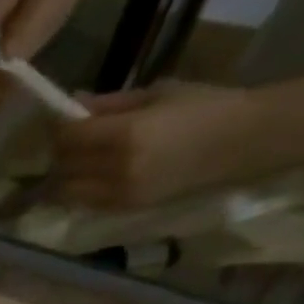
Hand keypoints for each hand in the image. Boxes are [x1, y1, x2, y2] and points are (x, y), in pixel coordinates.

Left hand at [53, 82, 299, 208]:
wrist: (246, 140)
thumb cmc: (205, 106)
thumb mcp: (156, 95)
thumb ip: (109, 105)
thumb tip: (72, 104)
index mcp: (126, 134)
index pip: (69, 137)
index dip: (58, 129)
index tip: (59, 120)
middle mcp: (117, 169)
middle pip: (63, 167)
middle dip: (58, 153)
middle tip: (65, 141)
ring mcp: (119, 194)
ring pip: (67, 192)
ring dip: (62, 177)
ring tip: (74, 161)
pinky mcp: (126, 209)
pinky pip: (85, 203)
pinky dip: (78, 191)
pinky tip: (87, 177)